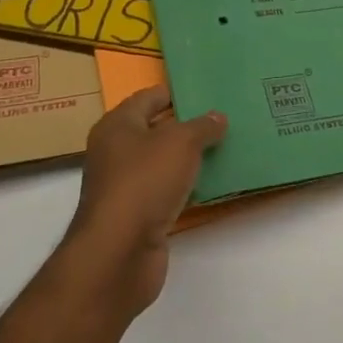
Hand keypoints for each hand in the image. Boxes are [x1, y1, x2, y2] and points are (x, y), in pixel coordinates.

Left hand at [65, 86, 225, 315]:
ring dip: (190, 157)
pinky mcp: (137, 215)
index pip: (149, 97)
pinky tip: (213, 182)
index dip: (177, 92)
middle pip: (157, 129)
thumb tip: (217, 117)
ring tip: (227, 146)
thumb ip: (202, 126)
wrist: (119, 253)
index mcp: (117, 126)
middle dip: (188, 124)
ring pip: (163, 162)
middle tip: (224, 117)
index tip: (209, 90)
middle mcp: (116, 152)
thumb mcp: (181, 142)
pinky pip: (167, 190)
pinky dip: (186, 186)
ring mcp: (125, 186)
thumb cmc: (145, 182)